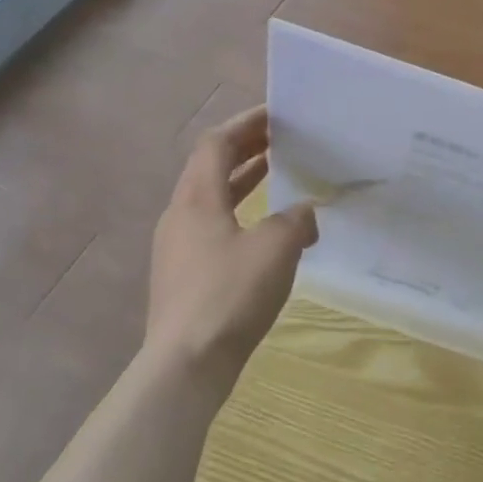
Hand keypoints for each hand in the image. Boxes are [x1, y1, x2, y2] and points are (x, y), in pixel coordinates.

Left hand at [146, 106, 317, 398]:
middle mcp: (180, 216)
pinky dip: (240, 212)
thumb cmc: (229, 295)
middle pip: (210, 167)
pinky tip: (266, 230)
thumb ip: (296, 221)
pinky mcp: (183, 276)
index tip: (277, 114)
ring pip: (211, 198)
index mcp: (197, 199)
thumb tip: (304, 214)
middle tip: (280, 138)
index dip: (246, 123)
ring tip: (275, 172)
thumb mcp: (276, 248)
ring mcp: (177, 248)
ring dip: (242, 180)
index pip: (217, 143)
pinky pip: (213, 226)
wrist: (185, 367)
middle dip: (245, 148)